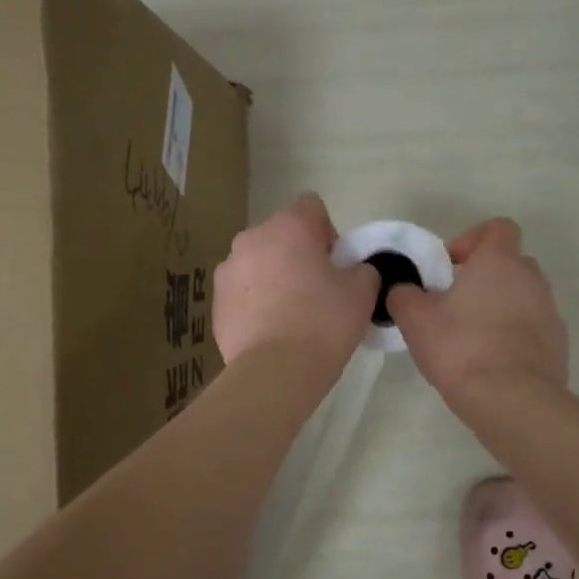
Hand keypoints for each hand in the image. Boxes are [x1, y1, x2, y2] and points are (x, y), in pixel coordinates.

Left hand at [214, 193, 380, 365]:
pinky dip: (255, 303)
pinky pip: (242, 293)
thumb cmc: (323, 323)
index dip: (328, 232)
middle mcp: (251, 239)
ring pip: (258, 263)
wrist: (275, 372)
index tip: (336, 264)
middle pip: (281, 235)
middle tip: (318, 291)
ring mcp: (227, 270)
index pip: (311, 206)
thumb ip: (363, 269)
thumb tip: (354, 270)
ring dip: (274, 278)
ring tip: (292, 316)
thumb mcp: (362, 293)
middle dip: (298, 255)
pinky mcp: (215, 303)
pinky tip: (271, 332)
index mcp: (288, 227)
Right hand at [386, 217, 568, 405]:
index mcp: (500, 261)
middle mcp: (532, 278)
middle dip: (484, 277)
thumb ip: (404, 295)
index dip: (473, 240)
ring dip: (499, 307)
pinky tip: (491, 363)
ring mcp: (550, 312)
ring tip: (471, 338)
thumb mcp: (415, 320)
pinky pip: (533, 328)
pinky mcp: (558, 344)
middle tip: (455, 304)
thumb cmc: (461, 348)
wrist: (512, 400)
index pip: (497, 228)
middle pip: (510, 263)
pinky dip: (514, 336)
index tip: (450, 268)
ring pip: (522, 297)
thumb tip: (404, 290)